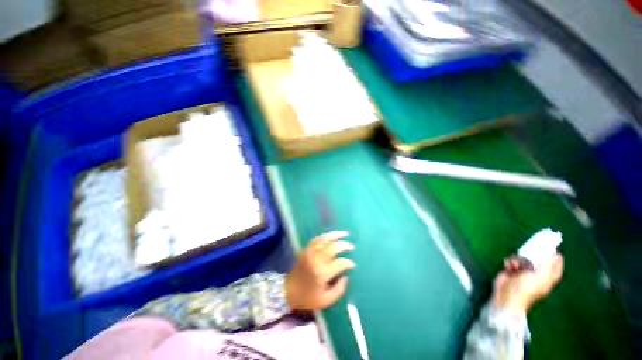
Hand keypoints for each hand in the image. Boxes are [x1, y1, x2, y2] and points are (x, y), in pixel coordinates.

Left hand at [286, 231, 354, 310]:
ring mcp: (310, 252)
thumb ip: (339, 290)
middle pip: (333, 247)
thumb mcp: (326, 300)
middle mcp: (317, 259)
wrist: (287, 291)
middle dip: (344, 245)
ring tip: (345, 234)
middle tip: (351, 246)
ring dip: (336, 235)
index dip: (348, 263)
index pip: (340, 263)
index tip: (352, 265)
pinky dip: (325, 236)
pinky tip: (331, 236)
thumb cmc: (307, 298)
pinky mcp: (305, 249)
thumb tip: (346, 277)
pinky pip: (317, 239)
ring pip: (325, 239)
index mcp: (322, 273)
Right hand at [492, 253, 563, 314]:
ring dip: (518, 259)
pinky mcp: (510, 271)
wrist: (507, 296)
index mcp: (547, 279)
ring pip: (522, 259)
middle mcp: (536, 275)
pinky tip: (508, 266)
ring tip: (516, 264)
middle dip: (533, 255)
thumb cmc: (526, 288)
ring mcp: (522, 273)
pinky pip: (511, 261)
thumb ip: (547, 263)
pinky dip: (510, 261)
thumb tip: (550, 252)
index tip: (555, 250)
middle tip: (530, 250)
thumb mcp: (540, 276)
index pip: (555, 268)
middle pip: (538, 261)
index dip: (557, 260)